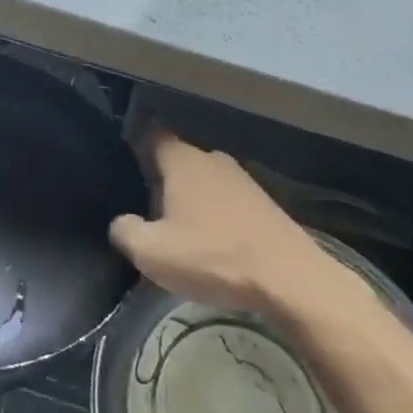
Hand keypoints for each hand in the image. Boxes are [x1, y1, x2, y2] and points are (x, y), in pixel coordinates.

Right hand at [110, 130, 372, 324]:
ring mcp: (243, 179)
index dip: (135, 142)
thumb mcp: (153, 253)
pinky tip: (213, 240)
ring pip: (204, 179)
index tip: (122, 159)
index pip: (152, 133)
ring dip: (191, 198)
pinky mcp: (265, 203)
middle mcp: (212, 158)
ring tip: (178, 227)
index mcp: (182, 160)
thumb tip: (121, 222)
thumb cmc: (214, 257)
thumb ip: (126, 231)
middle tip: (145, 204)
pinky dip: (216, 213)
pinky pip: (227, 199)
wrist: (292, 279)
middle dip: (161, 177)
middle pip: (178, 158)